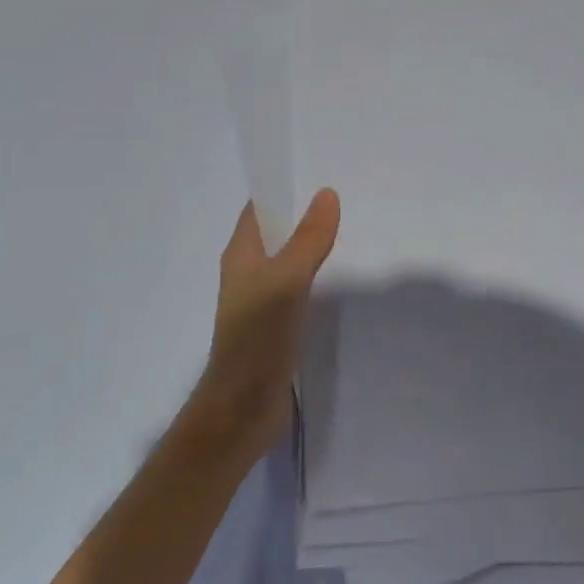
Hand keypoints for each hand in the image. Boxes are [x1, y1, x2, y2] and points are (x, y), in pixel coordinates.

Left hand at [186, 190, 340, 461]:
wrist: (243, 406)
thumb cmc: (258, 337)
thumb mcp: (287, 280)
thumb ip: (308, 239)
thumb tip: (326, 194)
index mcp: (240, 255)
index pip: (258, 210)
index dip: (281, 191)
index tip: (317, 177)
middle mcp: (245, 273)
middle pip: (273, 235)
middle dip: (301, 218)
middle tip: (341, 205)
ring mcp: (258, 302)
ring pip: (284, 263)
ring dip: (307, 250)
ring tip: (344, 237)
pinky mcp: (272, 327)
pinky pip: (293, 290)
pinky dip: (311, 279)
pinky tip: (333, 283)